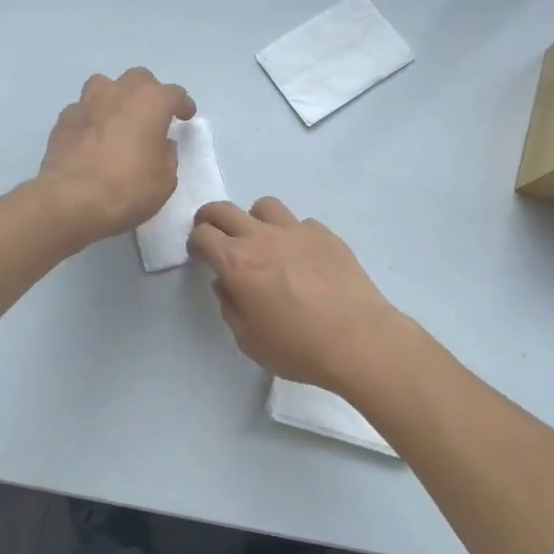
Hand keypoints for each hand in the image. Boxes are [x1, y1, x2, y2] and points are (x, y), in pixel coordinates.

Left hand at [36, 68, 195, 246]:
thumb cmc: (128, 190)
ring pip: (104, 85)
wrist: (71, 201)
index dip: (183, 104)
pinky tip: (92, 138)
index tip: (186, 116)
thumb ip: (167, 155)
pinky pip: (82, 110)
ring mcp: (87, 103)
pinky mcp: (63, 120)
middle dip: (149, 92)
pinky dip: (91, 118)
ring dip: (115, 97)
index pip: (174, 94)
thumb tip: (161, 144)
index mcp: (150, 103)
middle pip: (138, 78)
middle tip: (152, 115)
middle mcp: (119, 93)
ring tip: (118, 119)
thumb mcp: (164, 180)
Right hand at [188, 197, 409, 393]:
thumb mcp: (248, 339)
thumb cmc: (297, 347)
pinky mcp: (325, 234)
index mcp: (236, 262)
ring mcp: (296, 230)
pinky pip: (300, 223)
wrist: (358, 339)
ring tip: (262, 241)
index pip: (202, 235)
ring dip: (254, 219)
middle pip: (224, 210)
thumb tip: (226, 284)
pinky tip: (302, 257)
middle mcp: (262, 237)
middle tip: (214, 234)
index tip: (200, 255)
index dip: (195, 243)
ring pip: (264, 206)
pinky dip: (292, 234)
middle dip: (211, 218)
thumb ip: (230, 307)